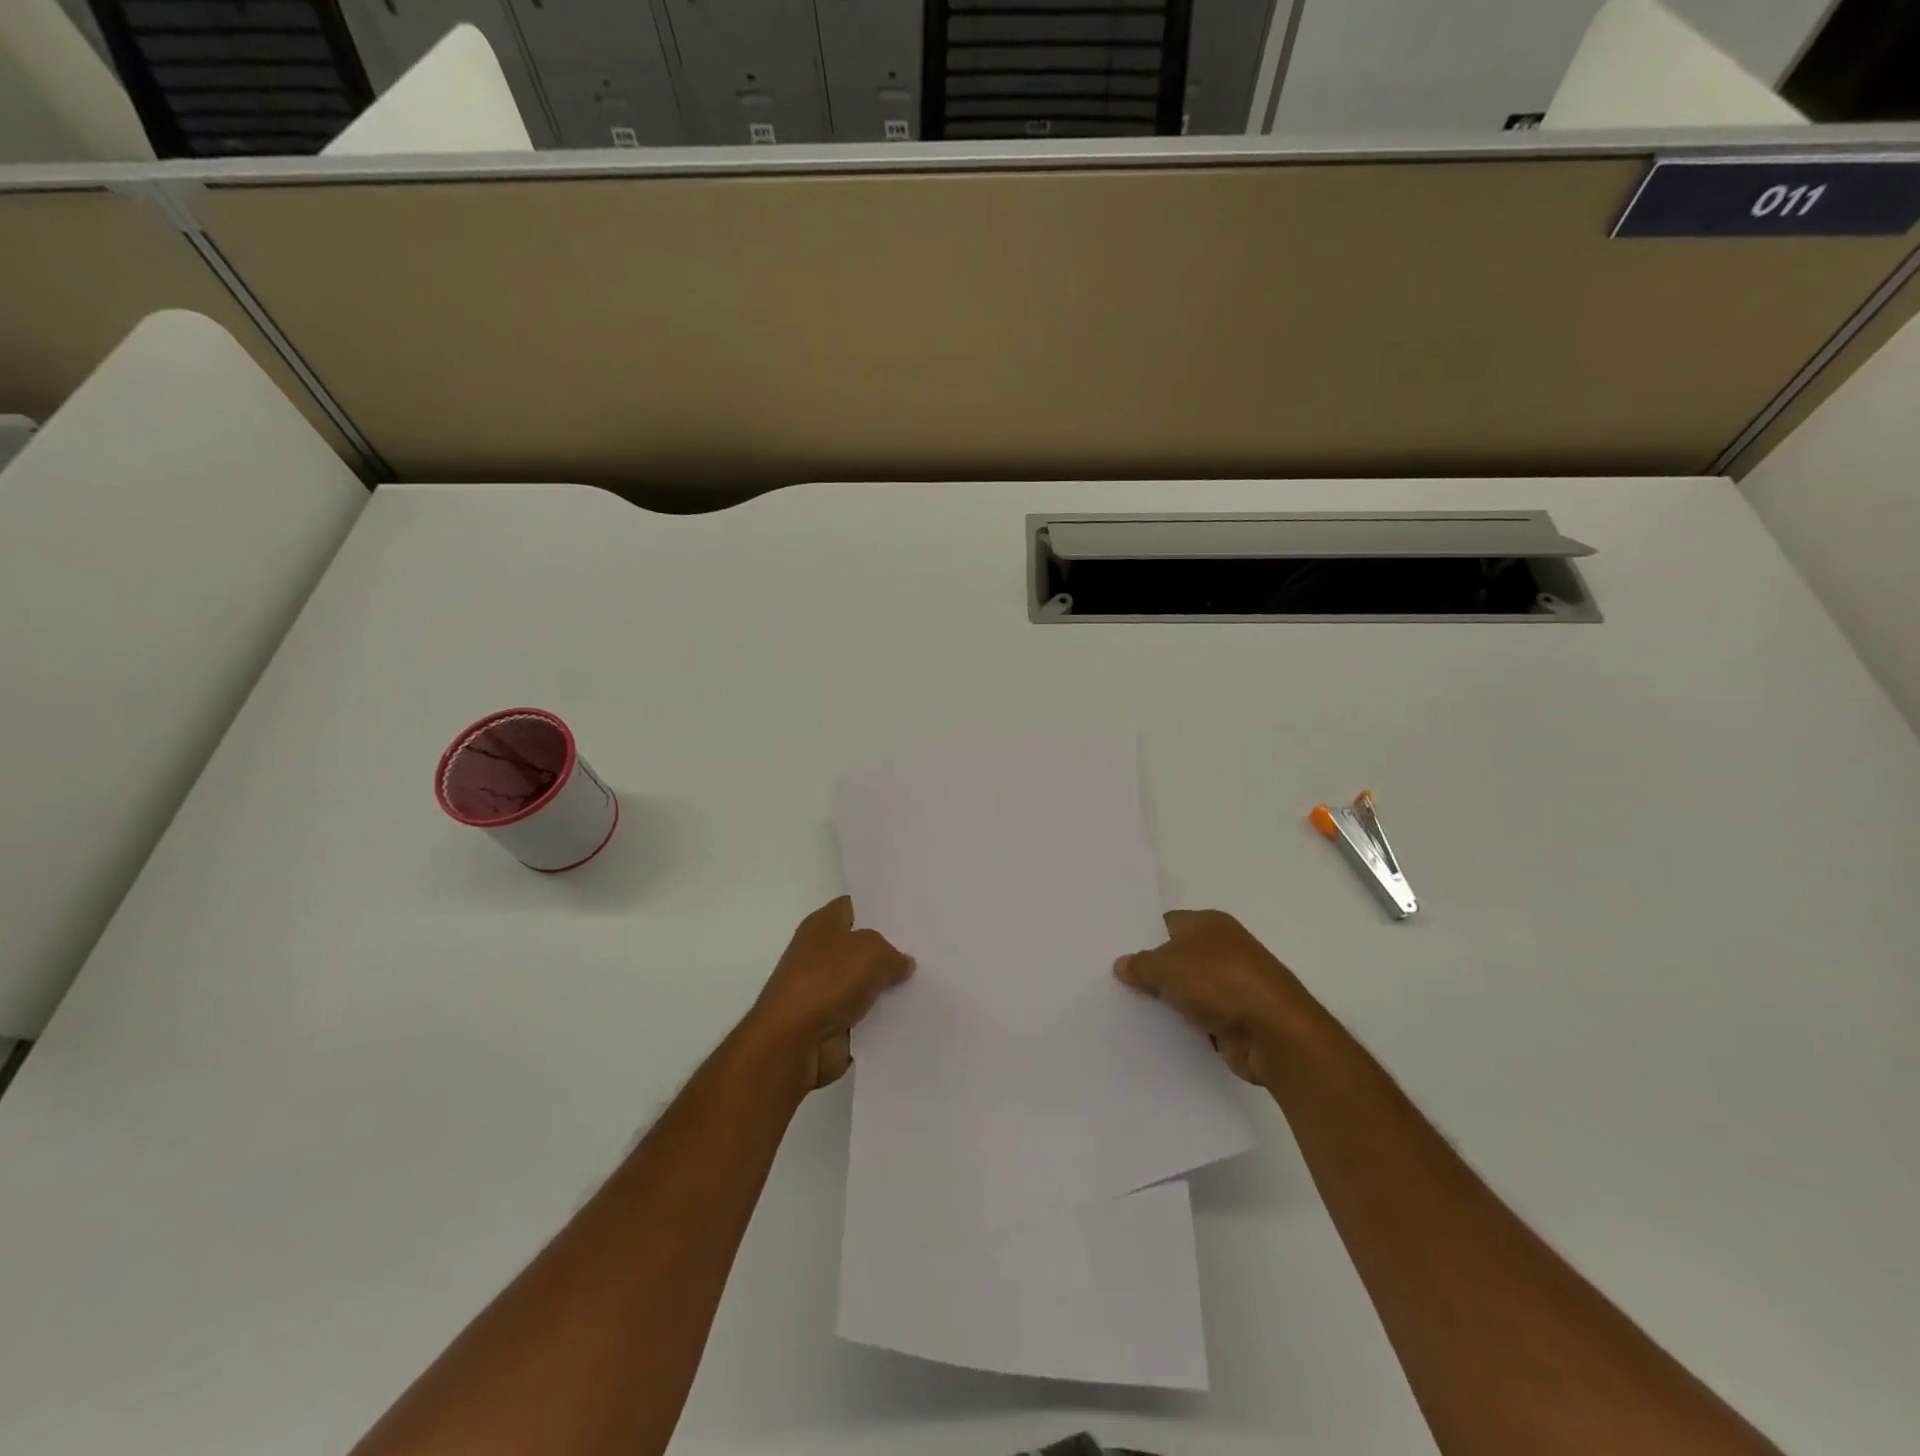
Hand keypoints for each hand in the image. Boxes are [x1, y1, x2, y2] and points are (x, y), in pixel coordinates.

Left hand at [746, 897, 913, 1092]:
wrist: (794, 1041)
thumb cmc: (829, 980)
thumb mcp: (873, 951)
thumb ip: (893, 952)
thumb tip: (902, 963)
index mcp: (823, 924)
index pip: (856, 905)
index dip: (882, 907)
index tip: (912, 912)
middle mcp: (821, 951)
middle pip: (863, 944)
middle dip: (891, 947)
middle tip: (927, 945)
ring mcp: (824, 987)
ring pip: (867, 979)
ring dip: (889, 984)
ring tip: (927, 978)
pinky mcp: (830, 1019)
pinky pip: (864, 1011)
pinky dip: (882, 1013)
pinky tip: (911, 1010)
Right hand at [1115, 910, 1316, 1086]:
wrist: (1276, 1034)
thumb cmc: (1221, 982)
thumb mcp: (1168, 965)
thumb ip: (1141, 964)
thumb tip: (1123, 964)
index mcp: (1210, 924)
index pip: (1166, 923)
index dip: (1141, 936)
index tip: (1113, 952)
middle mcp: (1223, 949)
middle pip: (1176, 957)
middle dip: (1150, 971)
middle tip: (1112, 982)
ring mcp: (1232, 985)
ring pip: (1187, 990)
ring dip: (1166, 1001)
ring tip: (1125, 1009)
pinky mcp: (1236, 1019)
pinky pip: (1199, 1018)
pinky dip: (1182, 1025)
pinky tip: (1154, 1033)